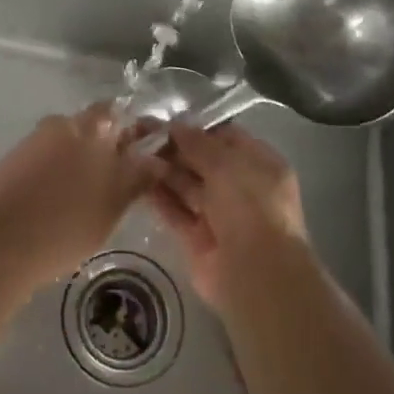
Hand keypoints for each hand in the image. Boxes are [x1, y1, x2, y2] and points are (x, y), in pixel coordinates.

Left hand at [0, 104, 157, 289]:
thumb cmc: (67, 223)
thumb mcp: (113, 206)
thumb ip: (137, 178)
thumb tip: (157, 160)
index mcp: (90, 128)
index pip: (116, 112)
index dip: (130, 128)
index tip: (140, 151)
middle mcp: (61, 125)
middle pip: (89, 127)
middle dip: (103, 147)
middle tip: (113, 181)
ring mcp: (33, 141)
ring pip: (65, 144)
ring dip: (76, 161)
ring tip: (84, 198)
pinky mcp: (12, 161)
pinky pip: (43, 160)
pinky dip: (53, 174)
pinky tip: (55, 203)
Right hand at [149, 123, 307, 307]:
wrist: (254, 273)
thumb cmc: (250, 205)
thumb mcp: (226, 163)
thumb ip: (198, 142)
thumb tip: (175, 125)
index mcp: (260, 165)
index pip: (226, 138)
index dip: (198, 128)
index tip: (166, 119)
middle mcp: (241, 188)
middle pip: (204, 162)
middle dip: (175, 148)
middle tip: (141, 133)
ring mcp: (220, 215)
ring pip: (187, 186)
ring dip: (163, 170)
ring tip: (134, 153)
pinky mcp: (198, 238)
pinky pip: (176, 212)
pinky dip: (159, 198)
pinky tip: (136, 181)